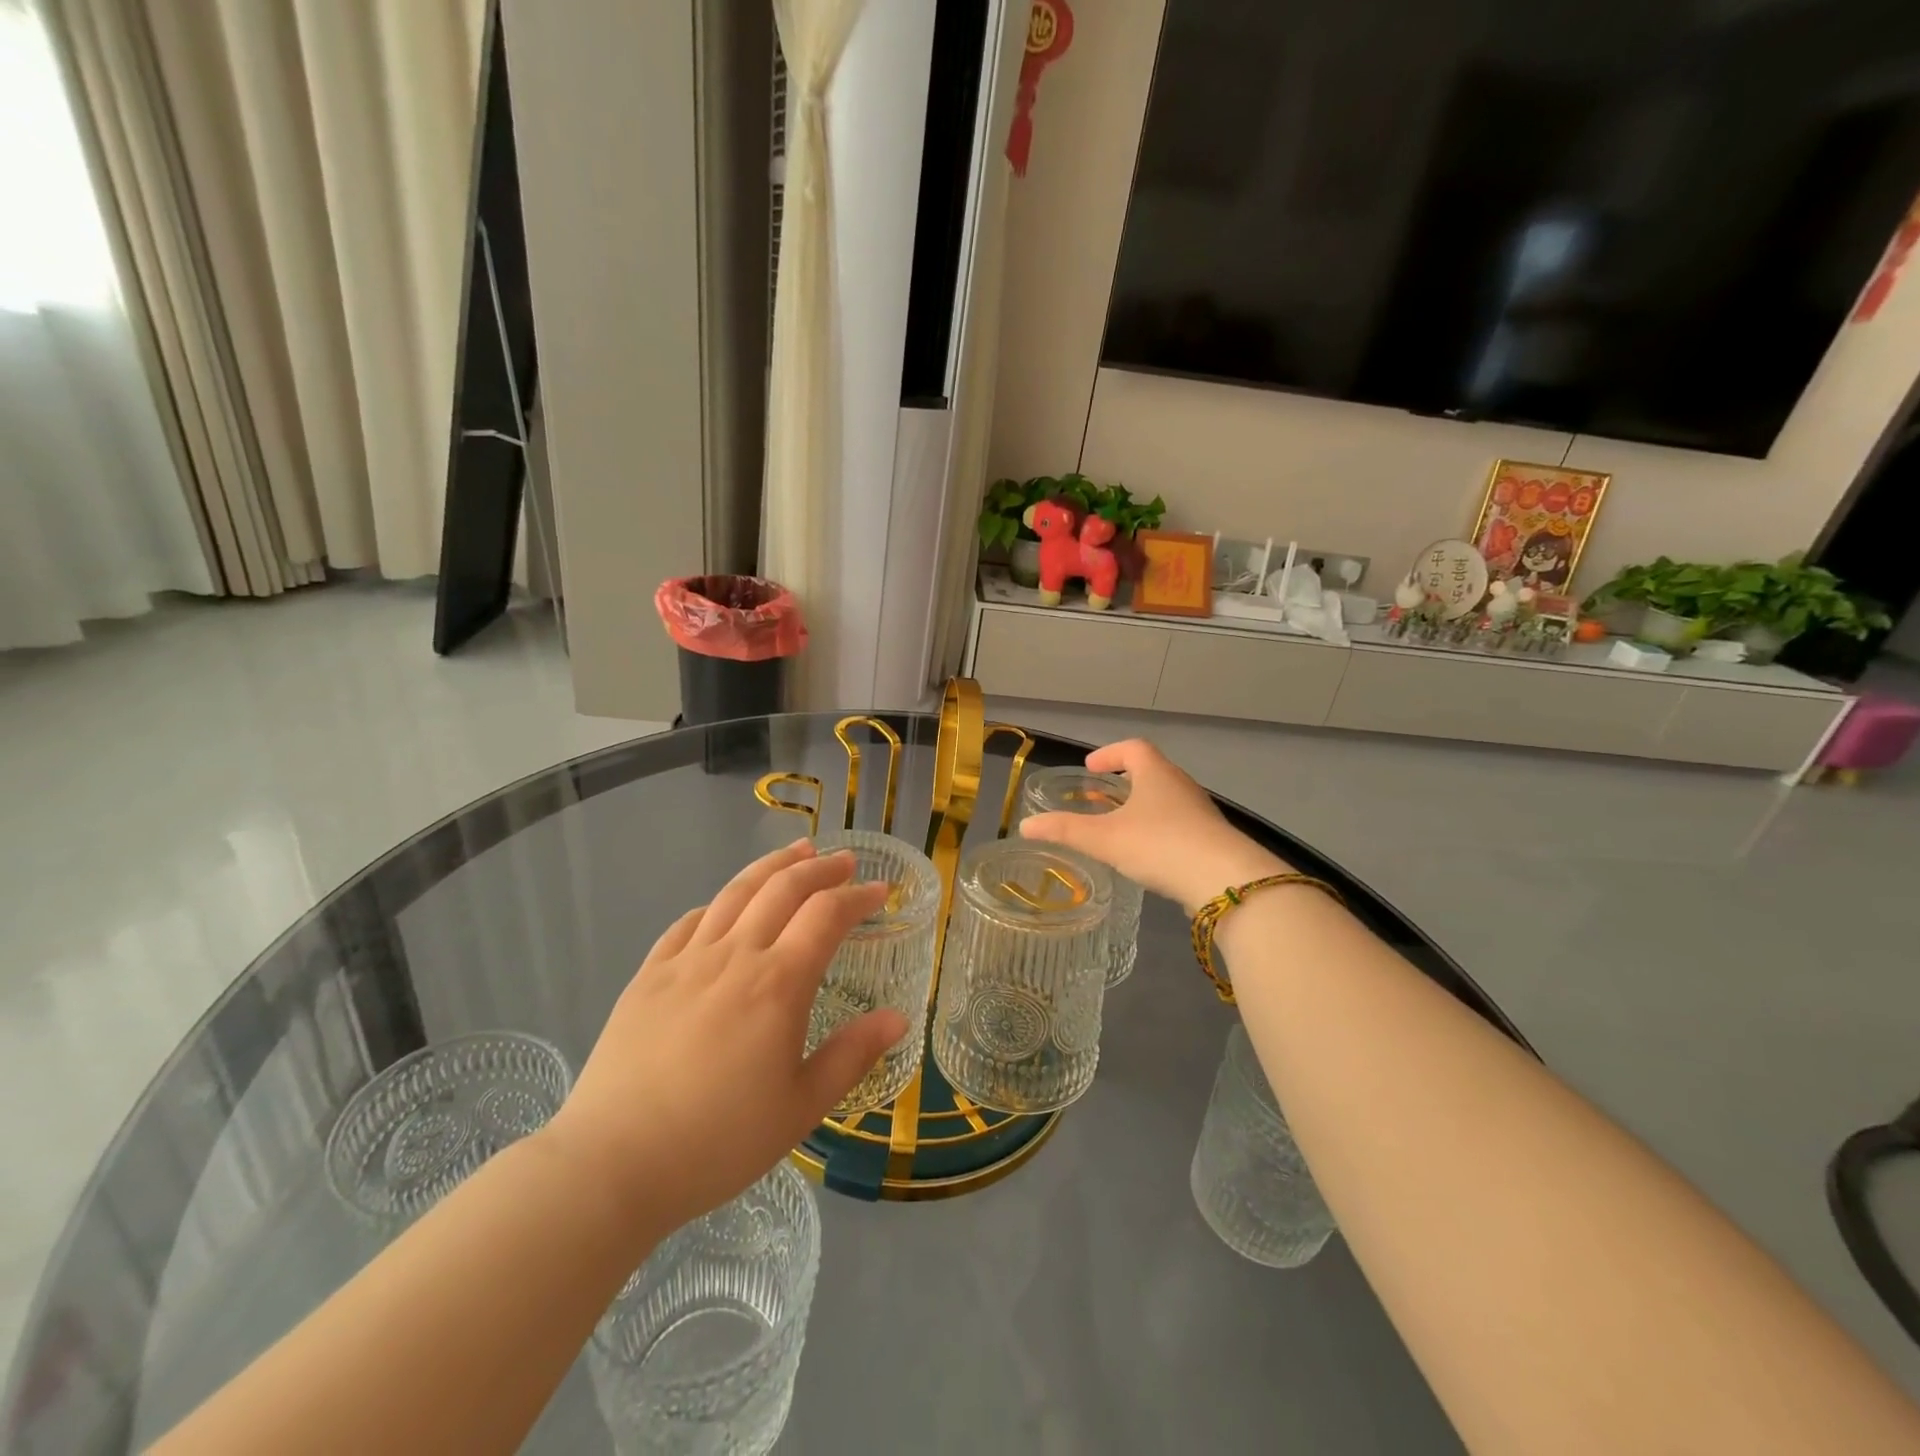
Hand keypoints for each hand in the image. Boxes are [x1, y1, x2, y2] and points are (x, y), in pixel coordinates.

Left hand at [542, 840, 906, 1240]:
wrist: (613, 1164)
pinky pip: (689, 922)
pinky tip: (725, 906)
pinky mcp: (649, 975)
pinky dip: (718, 903)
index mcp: (778, 983)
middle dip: (820, 868)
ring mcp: (686, 960)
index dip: (857, 896)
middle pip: (783, 888)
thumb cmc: (718, 1141)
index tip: (880, 891)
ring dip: (772, 867)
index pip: (827, 915)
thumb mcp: (801, 1108)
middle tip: (844, 861)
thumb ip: (853, 1055)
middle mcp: (735, 956)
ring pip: (736, 892)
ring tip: (796, 852)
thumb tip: (899, 1017)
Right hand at [1018, 740, 1286, 913]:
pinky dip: (1157, 829)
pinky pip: (1178, 824)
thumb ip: (1065, 830)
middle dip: (1123, 782)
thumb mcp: (1104, 838)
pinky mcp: (1211, 840)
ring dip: (1141, 807)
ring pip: (1165, 800)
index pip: (1133, 748)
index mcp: (1156, 774)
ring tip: (1118, 826)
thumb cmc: (1160, 845)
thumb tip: (1026, 825)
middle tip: (1099, 797)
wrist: (1224, 881)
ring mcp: (1200, 813)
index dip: (1109, 753)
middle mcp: (1181, 786)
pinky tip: (1146, 854)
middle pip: (1151, 772)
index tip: (1090, 768)